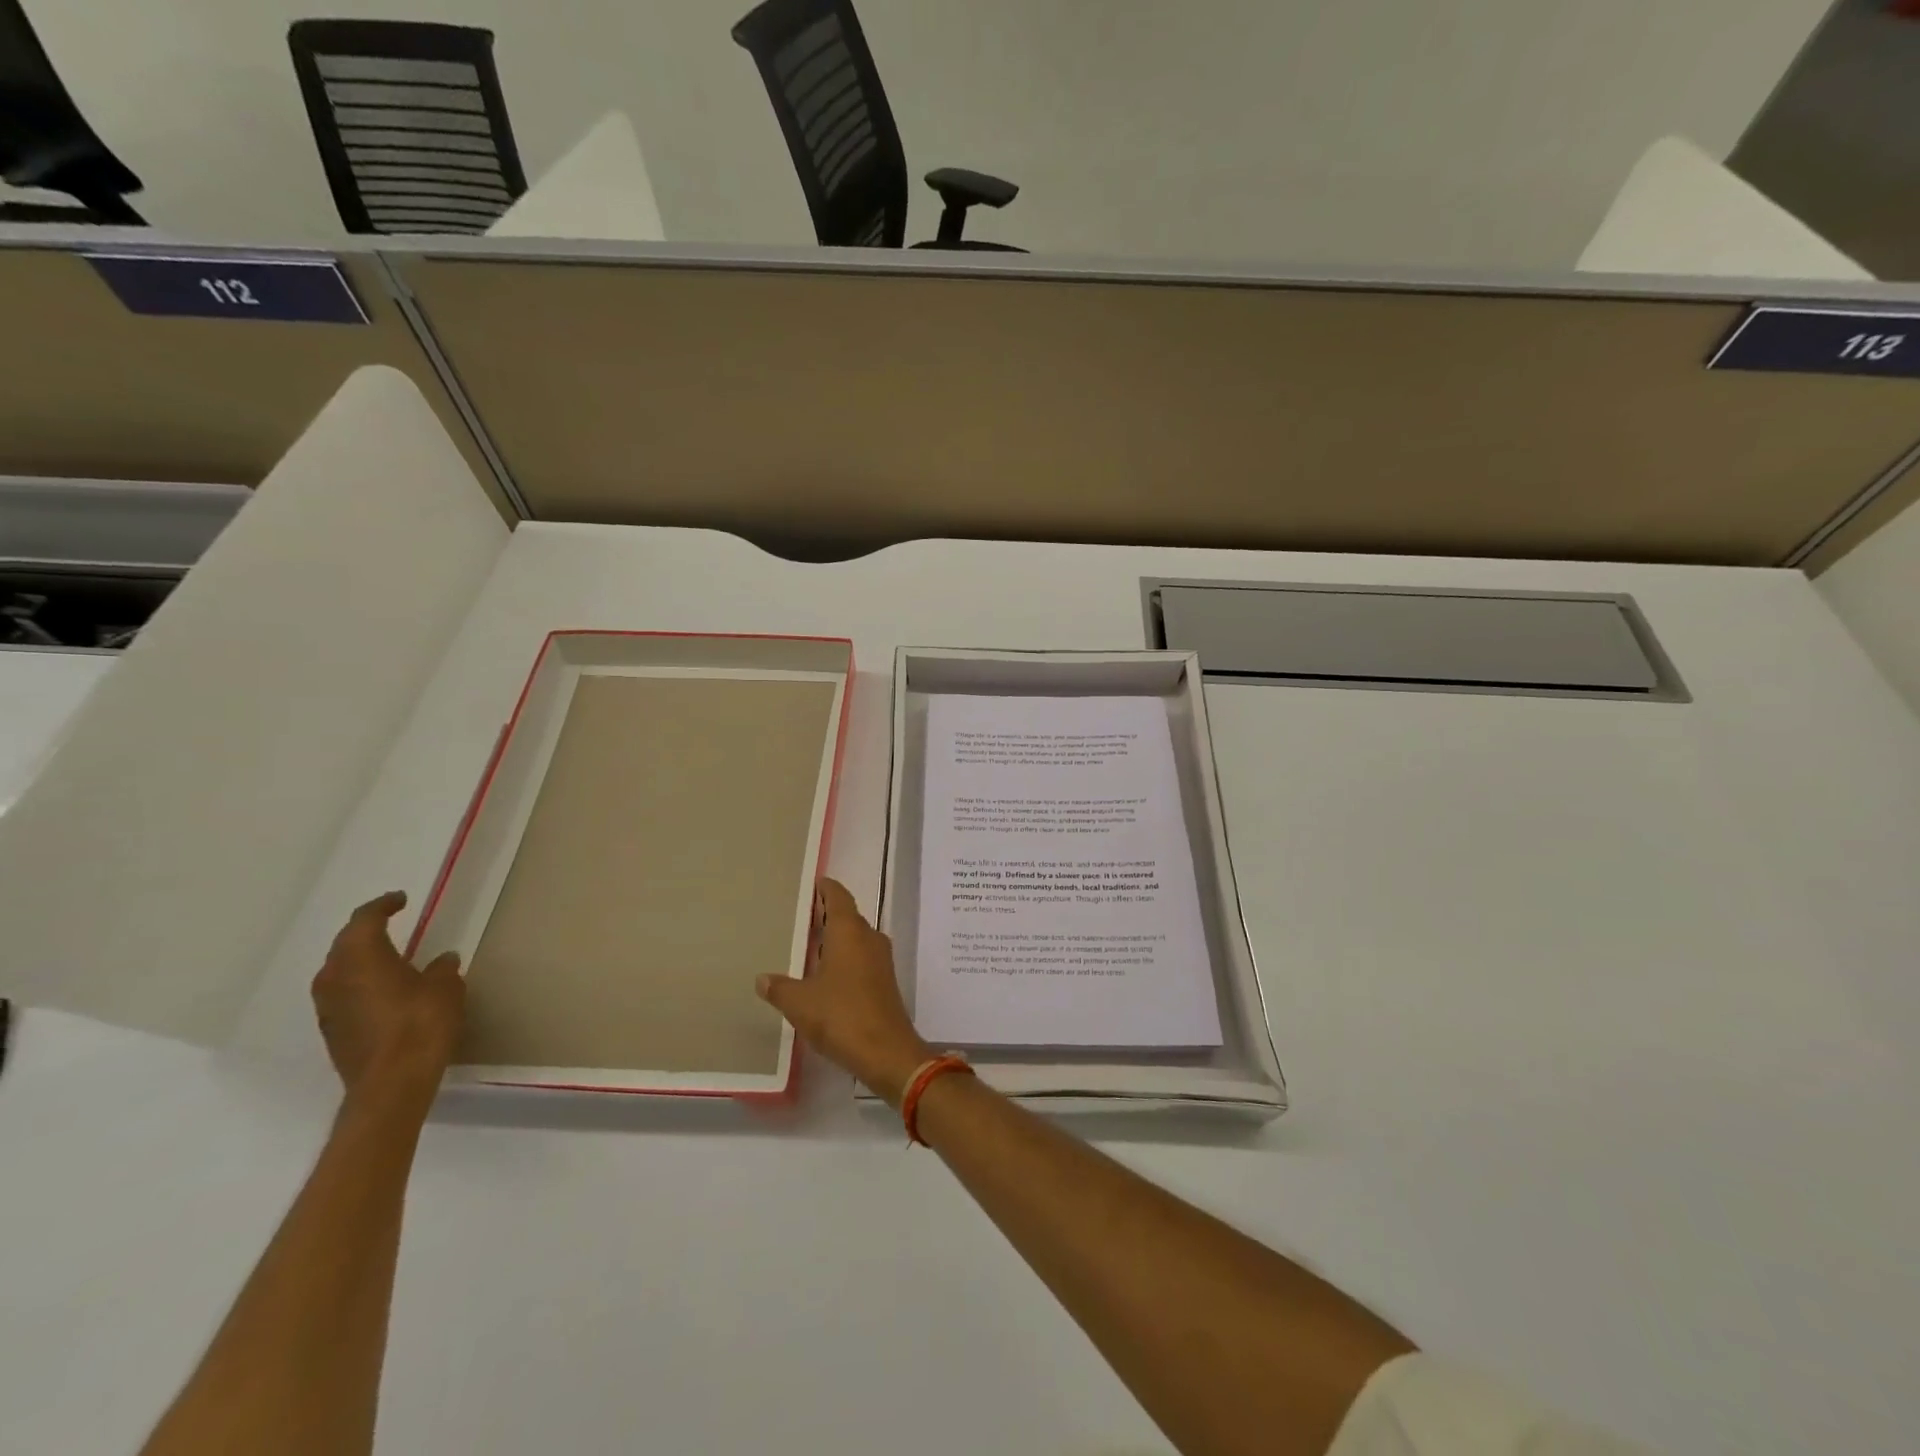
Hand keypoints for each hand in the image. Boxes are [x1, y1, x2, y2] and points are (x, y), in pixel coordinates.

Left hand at [311, 891, 464, 1107]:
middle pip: (345, 943)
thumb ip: (443, 969)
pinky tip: (382, 990)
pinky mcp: (331, 1030)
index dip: (383, 906)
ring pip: (339, 970)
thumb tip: (442, 960)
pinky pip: (343, 993)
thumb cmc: (420, 1024)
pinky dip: (360, 984)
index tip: (401, 900)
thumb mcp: (446, 988)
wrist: (391, 1083)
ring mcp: (328, 1006)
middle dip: (366, 931)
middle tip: (391, 923)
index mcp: (361, 957)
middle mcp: (335, 977)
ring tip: (386, 956)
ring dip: (360, 959)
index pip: (364, 919)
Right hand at [757, 879, 931, 1104]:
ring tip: (808, 944)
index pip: (838, 897)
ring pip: (856, 938)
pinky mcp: (884, 982)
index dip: (826, 888)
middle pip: (848, 916)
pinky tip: (825, 974)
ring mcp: (880, 960)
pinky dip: (844, 957)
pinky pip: (861, 958)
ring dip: (836, 938)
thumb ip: (779, 988)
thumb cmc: (841, 1016)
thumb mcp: (800, 1002)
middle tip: (800, 915)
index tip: (813, 883)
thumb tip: (762, 979)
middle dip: (827, 914)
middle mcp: (869, 938)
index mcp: (850, 931)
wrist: (886, 1051)